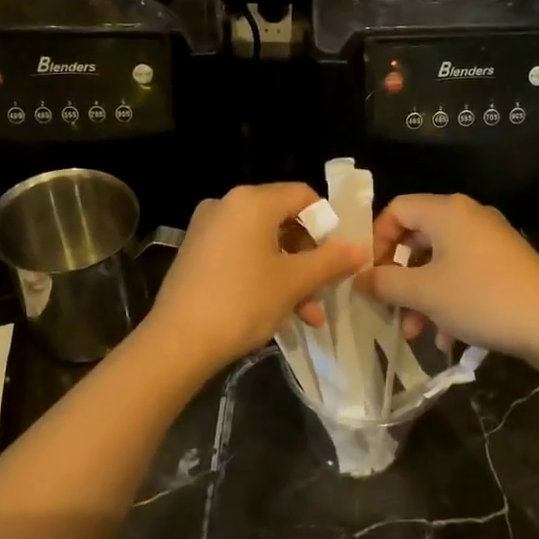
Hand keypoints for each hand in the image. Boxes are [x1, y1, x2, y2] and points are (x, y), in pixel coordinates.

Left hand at [146, 183, 367, 369]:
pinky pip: (241, 255)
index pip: (303, 196)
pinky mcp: (196, 254)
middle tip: (326, 290)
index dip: (328, 223)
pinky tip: (280, 314)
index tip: (339, 256)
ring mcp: (207, 229)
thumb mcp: (294, 282)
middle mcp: (227, 205)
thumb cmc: (242, 302)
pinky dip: (263, 277)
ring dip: (291, 276)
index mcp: (251, 201)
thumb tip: (361, 248)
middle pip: (283, 220)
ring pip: (264, 244)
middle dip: (309, 258)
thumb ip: (331, 261)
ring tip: (308, 316)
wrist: (177, 342)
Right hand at [354, 193, 538, 365]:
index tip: (369, 274)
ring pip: (440, 262)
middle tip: (390, 308)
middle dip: (399, 278)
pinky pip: (464, 274)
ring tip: (417, 333)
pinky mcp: (506, 263)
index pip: (396, 209)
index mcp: (446, 211)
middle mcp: (468, 216)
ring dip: (422, 297)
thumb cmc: (481, 298)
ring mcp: (490, 239)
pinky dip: (450, 300)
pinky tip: (450, 337)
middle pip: (417, 239)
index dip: (376, 240)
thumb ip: (384, 282)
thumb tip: (359, 278)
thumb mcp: (424, 293)